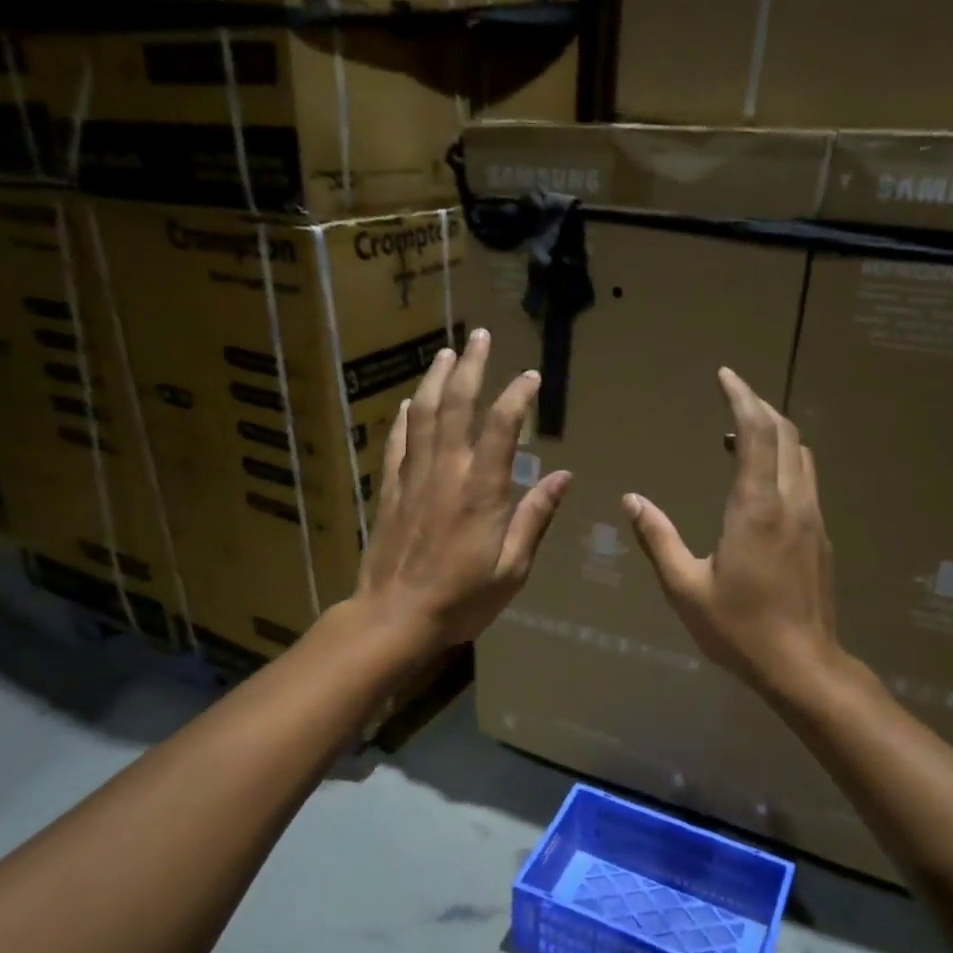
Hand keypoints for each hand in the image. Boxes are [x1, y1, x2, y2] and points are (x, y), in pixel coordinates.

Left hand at [355, 328, 572, 648]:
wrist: (395, 617)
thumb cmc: (462, 600)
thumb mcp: (512, 568)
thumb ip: (535, 518)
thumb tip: (563, 476)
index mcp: (481, 491)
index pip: (501, 427)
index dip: (517, 396)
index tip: (530, 375)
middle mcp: (446, 473)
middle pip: (457, 406)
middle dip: (470, 367)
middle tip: (478, 335)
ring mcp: (413, 479)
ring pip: (424, 416)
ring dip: (436, 380)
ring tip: (446, 353)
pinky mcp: (389, 492)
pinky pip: (398, 444)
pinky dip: (405, 418)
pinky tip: (411, 402)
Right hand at [624, 367, 840, 697]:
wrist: (802, 665)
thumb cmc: (738, 628)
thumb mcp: (685, 587)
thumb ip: (658, 539)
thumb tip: (631, 500)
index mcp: (756, 508)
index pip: (757, 433)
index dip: (741, 397)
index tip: (725, 375)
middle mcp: (791, 502)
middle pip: (785, 433)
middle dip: (758, 405)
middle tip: (731, 393)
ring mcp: (812, 518)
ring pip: (801, 455)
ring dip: (774, 432)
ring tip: (739, 433)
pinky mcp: (820, 536)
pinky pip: (805, 478)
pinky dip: (783, 459)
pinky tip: (759, 480)